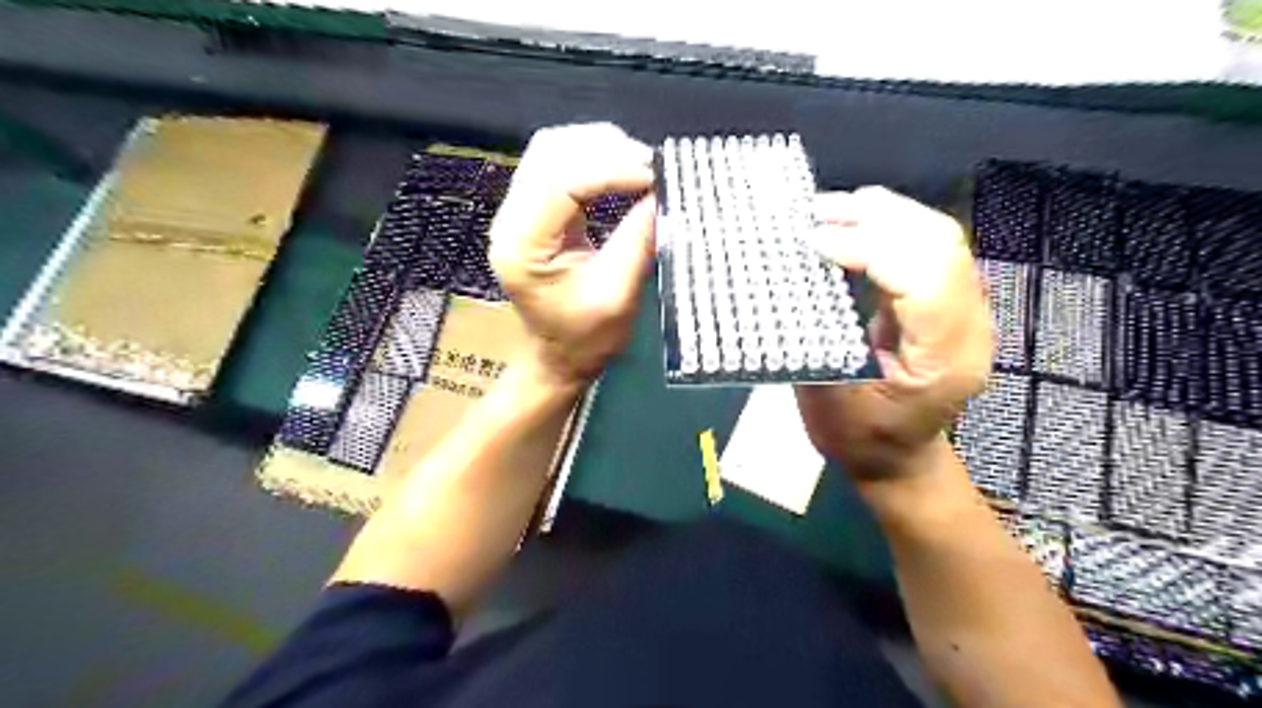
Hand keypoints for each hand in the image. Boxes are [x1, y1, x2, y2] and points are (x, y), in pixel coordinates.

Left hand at [488, 123, 654, 386]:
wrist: (558, 356)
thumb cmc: (586, 338)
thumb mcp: (618, 296)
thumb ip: (638, 241)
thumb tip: (664, 193)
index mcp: (523, 246)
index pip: (561, 182)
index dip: (611, 169)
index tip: (656, 176)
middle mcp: (510, 220)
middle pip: (551, 153)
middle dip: (606, 150)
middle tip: (652, 168)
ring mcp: (516, 211)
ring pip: (553, 149)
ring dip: (600, 148)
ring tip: (640, 166)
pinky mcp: (532, 209)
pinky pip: (558, 163)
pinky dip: (593, 158)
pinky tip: (621, 169)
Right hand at [798, 186, 996, 484]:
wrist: (899, 459)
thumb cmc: (862, 441)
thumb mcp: (829, 404)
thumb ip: (815, 343)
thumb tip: (788, 286)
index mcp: (944, 360)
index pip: (923, 278)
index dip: (869, 248)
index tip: (812, 242)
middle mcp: (968, 326)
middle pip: (939, 245)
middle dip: (875, 218)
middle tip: (814, 215)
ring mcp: (965, 310)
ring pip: (937, 236)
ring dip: (882, 215)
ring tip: (827, 211)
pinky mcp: (946, 301)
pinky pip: (925, 247)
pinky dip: (886, 226)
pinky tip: (850, 223)